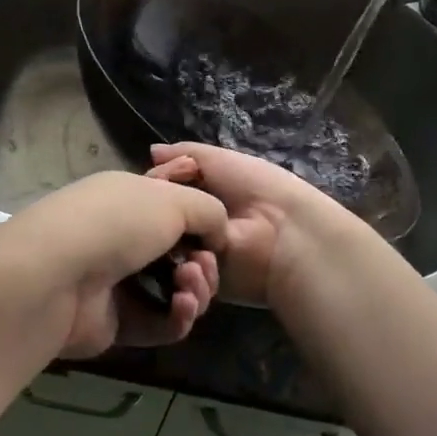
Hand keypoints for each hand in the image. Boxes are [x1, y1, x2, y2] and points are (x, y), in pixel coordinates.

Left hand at [0, 171, 227, 358]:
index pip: (172, 206)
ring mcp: (115, 281)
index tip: (217, 231)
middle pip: (178, 253)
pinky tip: (183, 308)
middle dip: (203, 261)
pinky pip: (158, 322)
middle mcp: (120, 236)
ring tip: (191, 287)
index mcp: (128, 197)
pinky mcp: (114, 322)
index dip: (200, 220)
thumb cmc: (116, 223)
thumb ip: (208, 210)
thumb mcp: (172, 200)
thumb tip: (217, 233)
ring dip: (195, 290)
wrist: (56, 275)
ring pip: (172, 290)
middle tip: (204, 265)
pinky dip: (177, 317)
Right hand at [146, 142, 358, 306]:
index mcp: (202, 194)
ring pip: (165, 254)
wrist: (288, 234)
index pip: (163, 191)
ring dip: (169, 251)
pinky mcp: (205, 286)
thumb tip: (151, 150)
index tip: (148, 186)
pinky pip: (181, 283)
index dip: (154, 187)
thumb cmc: (257, 189)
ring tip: (184, 250)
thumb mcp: (220, 159)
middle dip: (157, 223)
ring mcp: (199, 257)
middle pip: (160, 224)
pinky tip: (193, 267)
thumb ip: (185, 153)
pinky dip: (184, 276)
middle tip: (156, 222)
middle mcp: (196, 225)